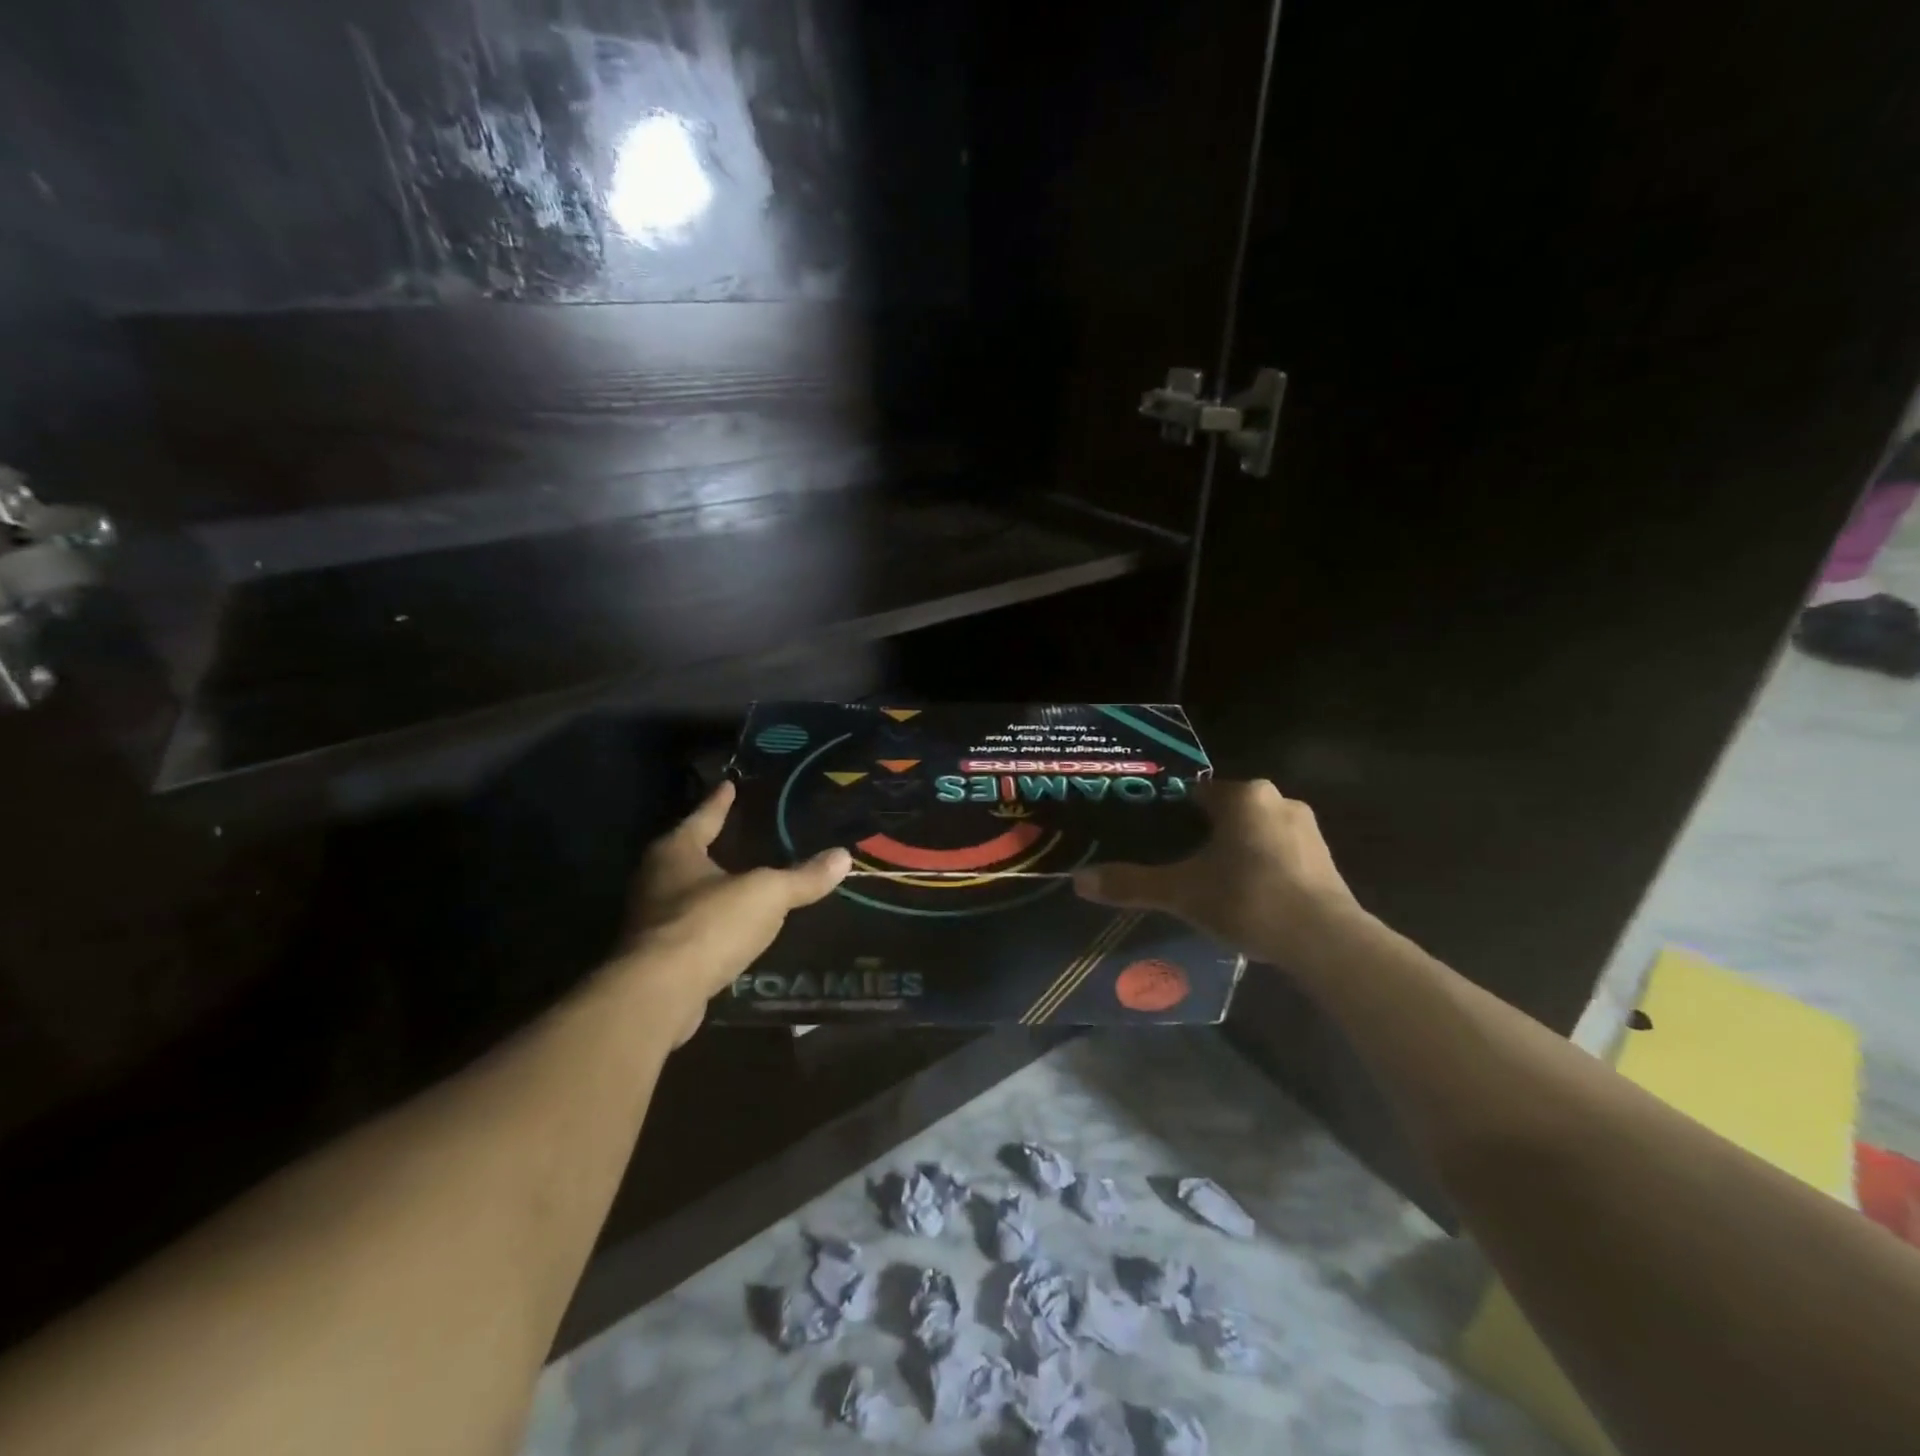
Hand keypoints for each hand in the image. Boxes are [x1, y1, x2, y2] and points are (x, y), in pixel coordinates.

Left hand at [620, 781, 850, 1043]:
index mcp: (676, 852)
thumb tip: (843, 856)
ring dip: (708, 887)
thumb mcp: (767, 894)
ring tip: (737, 881)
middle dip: (708, 844)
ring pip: (684, 893)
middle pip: (686, 853)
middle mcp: (655, 880)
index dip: (719, 801)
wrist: (659, 994)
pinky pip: (689, 929)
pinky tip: (729, 929)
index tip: (729, 784)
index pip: (703, 816)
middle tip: (734, 832)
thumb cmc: (710, 924)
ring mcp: (650, 920)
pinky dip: (708, 924)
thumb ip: (803, 877)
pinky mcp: (655, 957)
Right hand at [1073, 778, 1360, 966]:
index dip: (1173, 816)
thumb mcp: (1180, 892)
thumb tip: (1079, 881)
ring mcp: (1308, 830)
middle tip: (1179, 866)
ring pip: (1255, 834)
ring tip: (1212, 886)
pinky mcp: (1326, 861)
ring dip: (1235, 852)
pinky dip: (1261, 869)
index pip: (1196, 794)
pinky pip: (1280, 855)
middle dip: (1204, 836)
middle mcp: (1278, 801)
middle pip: (1227, 813)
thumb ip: (1131, 884)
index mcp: (1243, 796)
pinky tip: (1248, 899)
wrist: (1325, 942)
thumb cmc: (1247, 898)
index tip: (1156, 840)